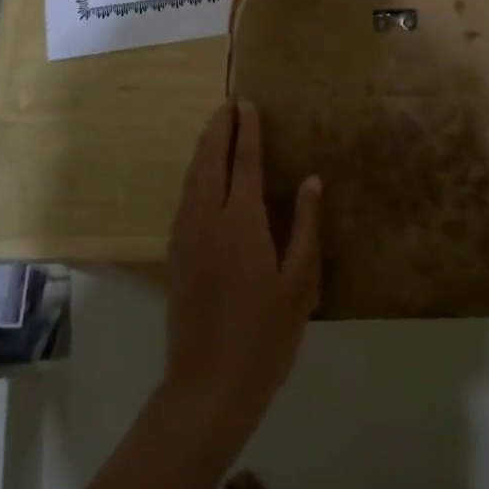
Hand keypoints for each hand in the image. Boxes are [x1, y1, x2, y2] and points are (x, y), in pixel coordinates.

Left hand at [162, 101, 321, 444]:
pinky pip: (185, 197)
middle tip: (229, 104)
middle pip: (210, 160)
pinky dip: (195, 174)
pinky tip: (202, 177)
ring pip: (192, 177)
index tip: (249, 104)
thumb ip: (306, 227)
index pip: (245, 162)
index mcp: (242, 221)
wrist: (208, 384)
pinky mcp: (176, 254)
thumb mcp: (300, 283)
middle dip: (218, 129)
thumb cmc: (266, 335)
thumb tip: (313, 181)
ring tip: (215, 129)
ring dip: (204, 148)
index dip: (248, 130)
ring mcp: (187, 235)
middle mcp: (208, 218)